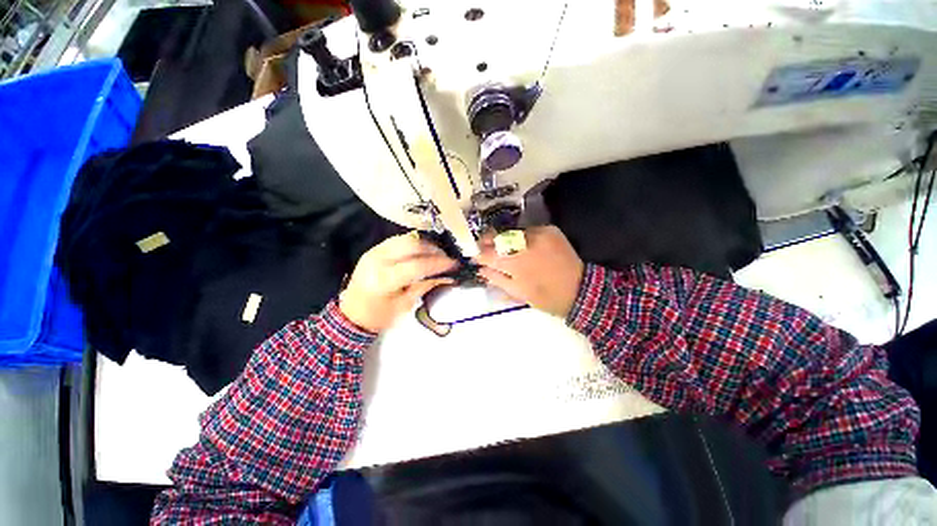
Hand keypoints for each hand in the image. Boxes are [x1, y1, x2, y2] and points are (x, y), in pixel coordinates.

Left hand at [339, 232, 456, 332]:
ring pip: (406, 239)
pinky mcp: (375, 249)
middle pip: (412, 245)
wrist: (351, 314)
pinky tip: (424, 251)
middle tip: (447, 258)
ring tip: (438, 254)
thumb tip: (447, 276)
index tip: (454, 264)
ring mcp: (375, 251)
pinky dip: (414, 243)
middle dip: (434, 250)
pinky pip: (399, 240)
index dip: (438, 264)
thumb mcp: (404, 305)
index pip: (417, 265)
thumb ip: (425, 286)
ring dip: (425, 244)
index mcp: (383, 279)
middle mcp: (378, 260)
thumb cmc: (378, 316)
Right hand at [475, 225, 583, 317]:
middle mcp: (523, 243)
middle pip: (497, 237)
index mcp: (514, 262)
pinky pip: (528, 230)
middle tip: (485, 247)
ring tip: (505, 248)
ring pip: (512, 232)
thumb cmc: (546, 297)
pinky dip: (522, 237)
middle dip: (487, 241)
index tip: (475, 257)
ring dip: (505, 239)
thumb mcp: (517, 293)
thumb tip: (481, 269)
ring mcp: (538, 234)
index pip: (487, 254)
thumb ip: (496, 278)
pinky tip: (524, 246)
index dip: (478, 255)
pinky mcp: (549, 230)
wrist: (580, 290)